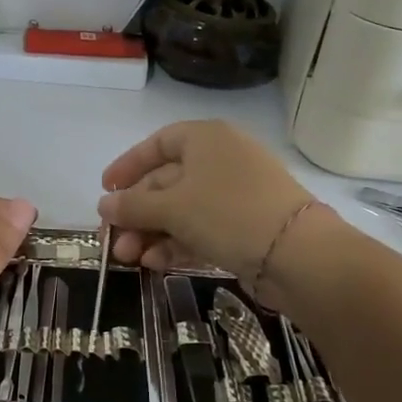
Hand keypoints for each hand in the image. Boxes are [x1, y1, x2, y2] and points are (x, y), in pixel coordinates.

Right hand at [97, 121, 312, 283]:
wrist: (296, 253)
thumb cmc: (227, 213)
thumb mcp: (171, 208)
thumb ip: (133, 206)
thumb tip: (104, 205)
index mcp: (205, 139)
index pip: (157, 144)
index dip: (128, 166)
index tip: (106, 190)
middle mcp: (221, 160)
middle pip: (166, 182)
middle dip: (136, 213)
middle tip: (113, 240)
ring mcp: (235, 194)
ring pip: (181, 210)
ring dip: (151, 233)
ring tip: (129, 259)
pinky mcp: (244, 226)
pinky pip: (200, 229)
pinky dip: (176, 243)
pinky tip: (155, 263)